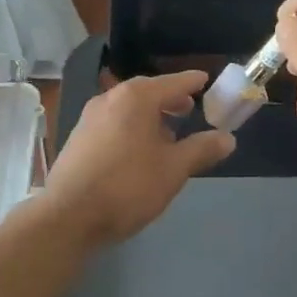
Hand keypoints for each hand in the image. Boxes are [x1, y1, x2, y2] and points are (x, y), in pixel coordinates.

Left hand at [43, 70, 232, 245]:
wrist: (69, 216)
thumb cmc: (128, 186)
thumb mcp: (174, 169)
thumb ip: (202, 150)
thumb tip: (228, 138)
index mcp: (136, 98)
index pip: (173, 82)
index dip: (192, 82)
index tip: (206, 80)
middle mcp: (109, 99)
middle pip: (146, 92)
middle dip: (169, 99)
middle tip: (189, 108)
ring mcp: (89, 118)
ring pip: (127, 108)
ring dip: (149, 115)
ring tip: (167, 134)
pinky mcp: (77, 139)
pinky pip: (113, 123)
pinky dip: (131, 128)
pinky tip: (138, 151)